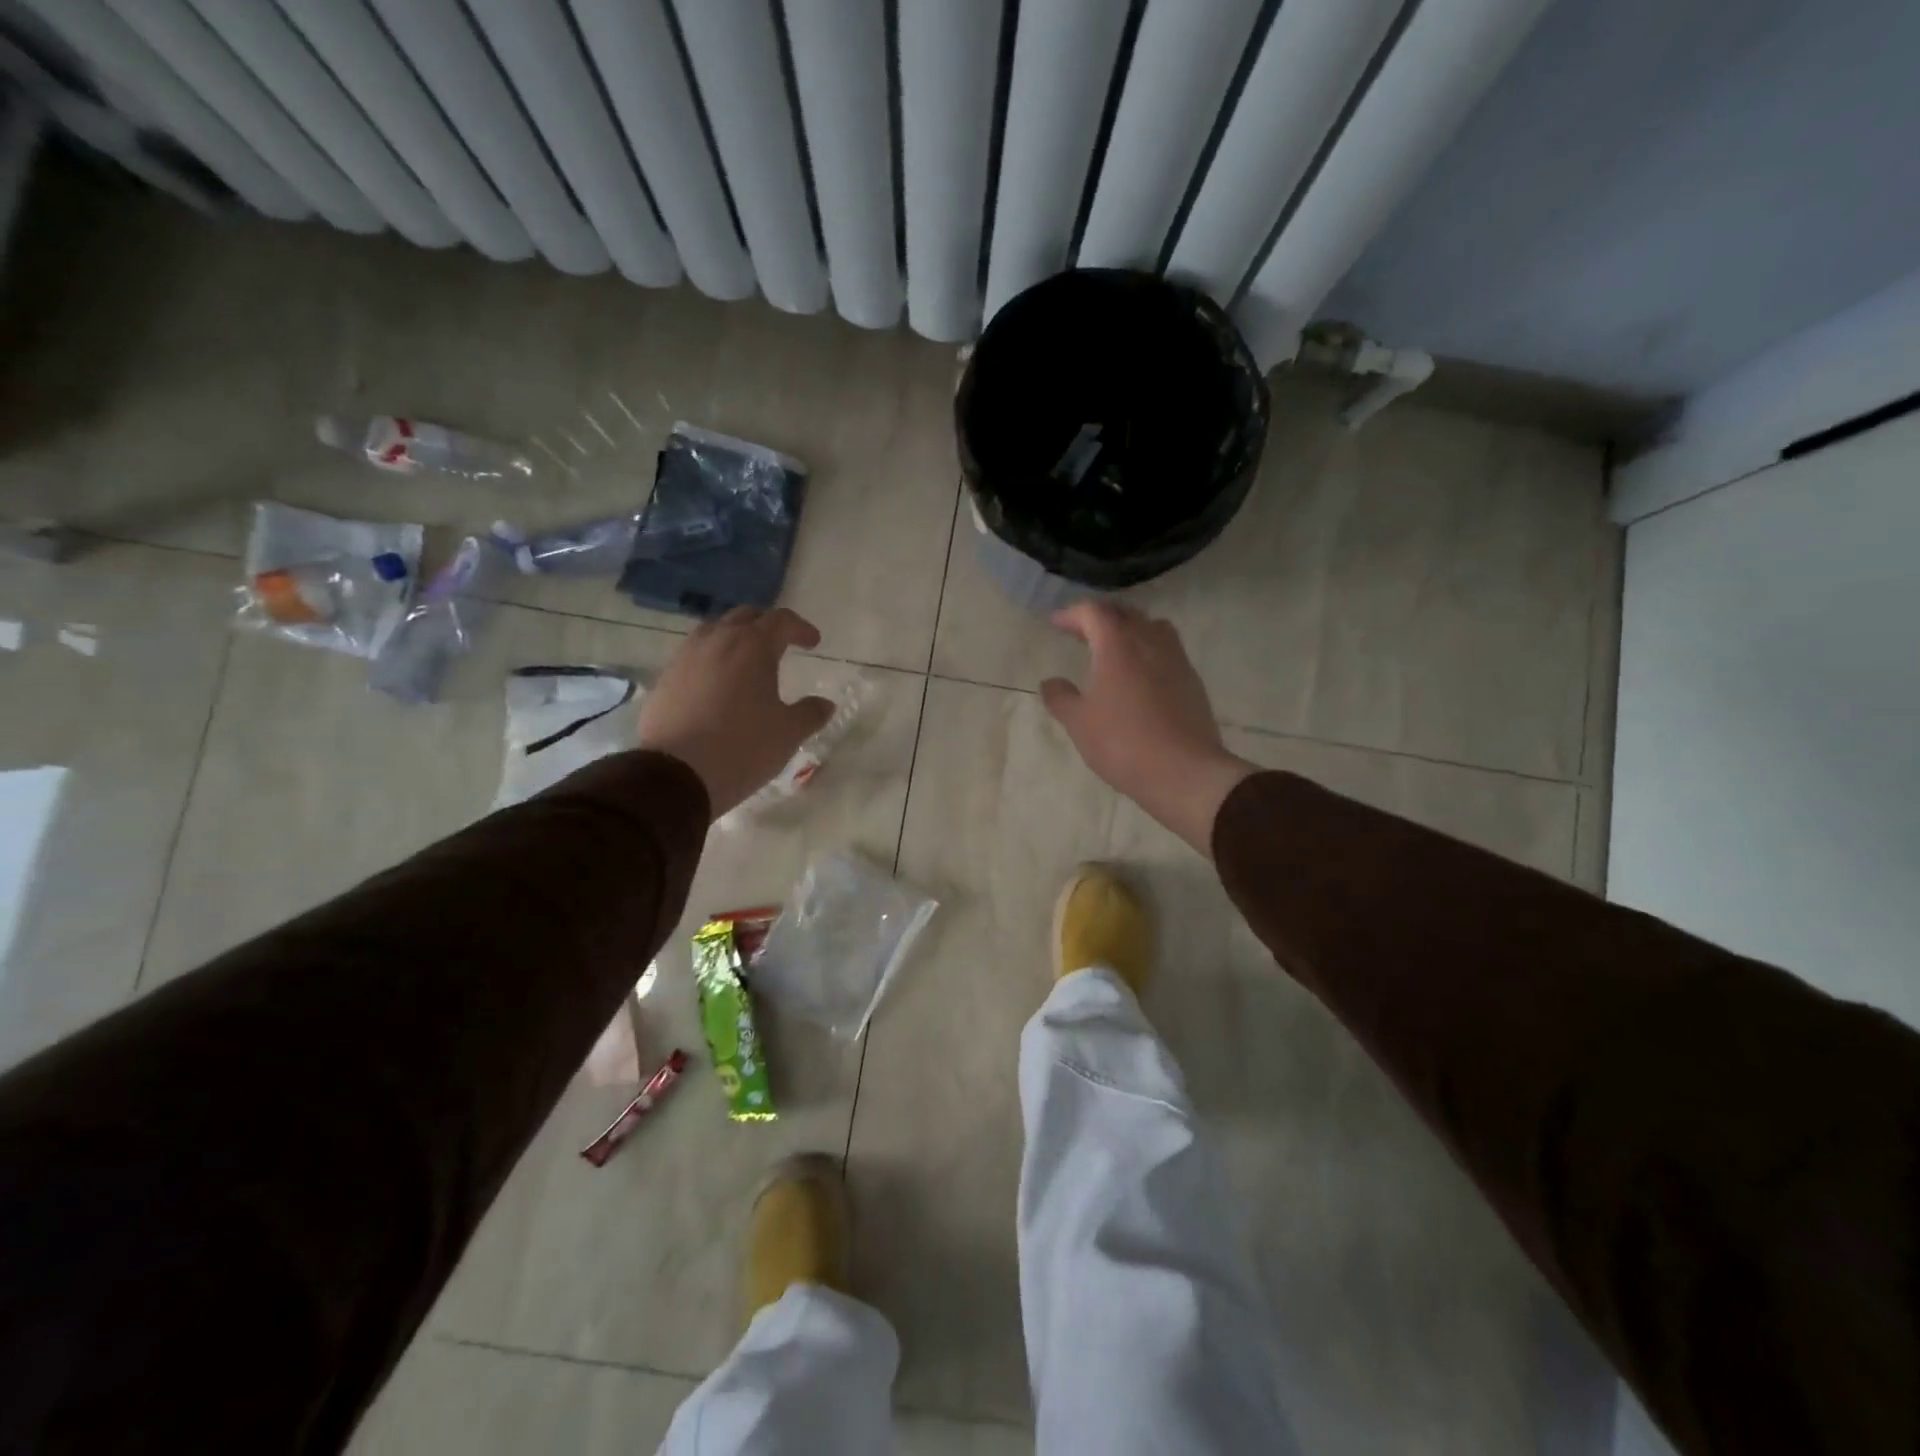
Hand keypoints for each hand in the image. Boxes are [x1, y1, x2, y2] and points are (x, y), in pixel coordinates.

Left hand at [638, 607, 834, 818]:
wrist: (676, 774)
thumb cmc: (742, 747)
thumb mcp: (788, 733)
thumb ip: (810, 713)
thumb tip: (825, 704)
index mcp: (753, 646)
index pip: (781, 620)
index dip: (800, 628)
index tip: (813, 642)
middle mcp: (717, 641)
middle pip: (745, 617)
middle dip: (766, 626)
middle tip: (781, 644)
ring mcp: (686, 657)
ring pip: (714, 632)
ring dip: (734, 638)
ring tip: (746, 661)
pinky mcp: (665, 678)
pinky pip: (693, 655)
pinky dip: (711, 659)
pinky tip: (717, 684)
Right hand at [1041, 601, 1255, 856]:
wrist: (1183, 771)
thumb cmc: (1122, 742)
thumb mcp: (1079, 723)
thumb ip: (1061, 698)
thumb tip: (1051, 682)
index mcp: (1117, 645)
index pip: (1093, 612)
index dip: (1072, 613)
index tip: (1056, 622)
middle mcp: (1149, 641)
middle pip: (1125, 613)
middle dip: (1101, 617)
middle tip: (1082, 632)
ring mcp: (1176, 659)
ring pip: (1152, 627)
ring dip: (1130, 629)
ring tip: (1114, 647)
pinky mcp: (1192, 680)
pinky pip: (1167, 650)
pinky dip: (1149, 650)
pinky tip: (1140, 674)